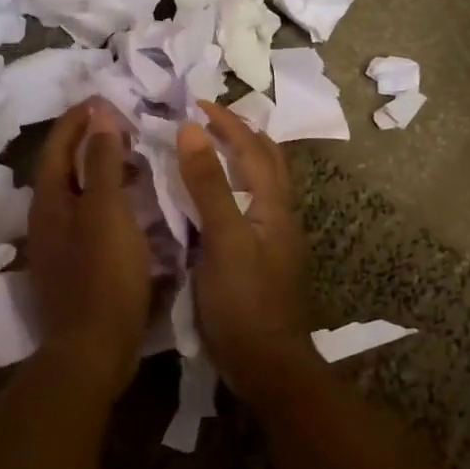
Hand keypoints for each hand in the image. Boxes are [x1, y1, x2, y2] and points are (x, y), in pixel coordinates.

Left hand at [28, 99, 151, 390]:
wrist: (94, 348)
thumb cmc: (103, 274)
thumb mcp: (106, 210)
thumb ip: (101, 161)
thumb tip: (99, 115)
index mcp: (49, 201)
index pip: (57, 146)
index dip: (77, 119)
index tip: (102, 98)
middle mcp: (46, 219)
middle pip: (64, 168)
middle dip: (89, 141)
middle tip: (123, 125)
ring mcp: (59, 245)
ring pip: (78, 193)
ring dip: (100, 170)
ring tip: (133, 159)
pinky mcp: (76, 265)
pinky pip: (90, 217)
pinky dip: (108, 199)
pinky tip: (133, 206)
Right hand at [175, 101, 318, 402]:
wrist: (267, 365)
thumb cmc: (245, 301)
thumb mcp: (224, 239)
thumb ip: (209, 185)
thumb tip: (192, 130)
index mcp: (273, 204)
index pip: (252, 148)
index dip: (227, 122)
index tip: (197, 103)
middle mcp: (278, 214)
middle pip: (267, 160)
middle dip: (241, 133)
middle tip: (208, 119)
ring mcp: (271, 237)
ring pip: (259, 183)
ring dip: (238, 158)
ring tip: (207, 149)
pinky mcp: (259, 258)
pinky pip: (246, 207)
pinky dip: (229, 188)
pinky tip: (207, 200)